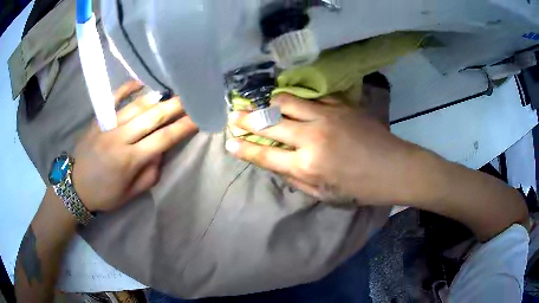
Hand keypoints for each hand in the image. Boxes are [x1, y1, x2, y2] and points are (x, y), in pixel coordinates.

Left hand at [72, 82, 197, 211]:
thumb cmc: (104, 194)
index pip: (163, 139)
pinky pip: (114, 99)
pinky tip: (140, 83)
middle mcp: (120, 138)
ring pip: (136, 106)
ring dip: (157, 97)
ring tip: (172, 91)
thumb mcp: (130, 194)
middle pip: (152, 117)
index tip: (198, 118)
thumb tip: (160, 152)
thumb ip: (149, 174)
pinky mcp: (98, 120)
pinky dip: (127, 88)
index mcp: (130, 160)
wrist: (75, 186)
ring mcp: (108, 126)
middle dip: (175, 106)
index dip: (182, 128)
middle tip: (190, 98)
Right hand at [226, 91, 419, 203]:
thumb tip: (277, 164)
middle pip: (269, 123)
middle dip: (246, 120)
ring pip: (286, 102)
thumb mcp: (325, 196)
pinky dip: (293, 99)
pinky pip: (309, 98)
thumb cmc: (361, 188)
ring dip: (267, 103)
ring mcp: (326, 116)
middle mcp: (311, 137)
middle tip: (233, 116)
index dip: (243, 147)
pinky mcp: (339, 105)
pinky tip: (287, 100)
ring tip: (258, 103)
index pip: (264, 154)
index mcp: (307, 165)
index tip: (228, 142)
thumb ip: (296, 179)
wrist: (394, 167)